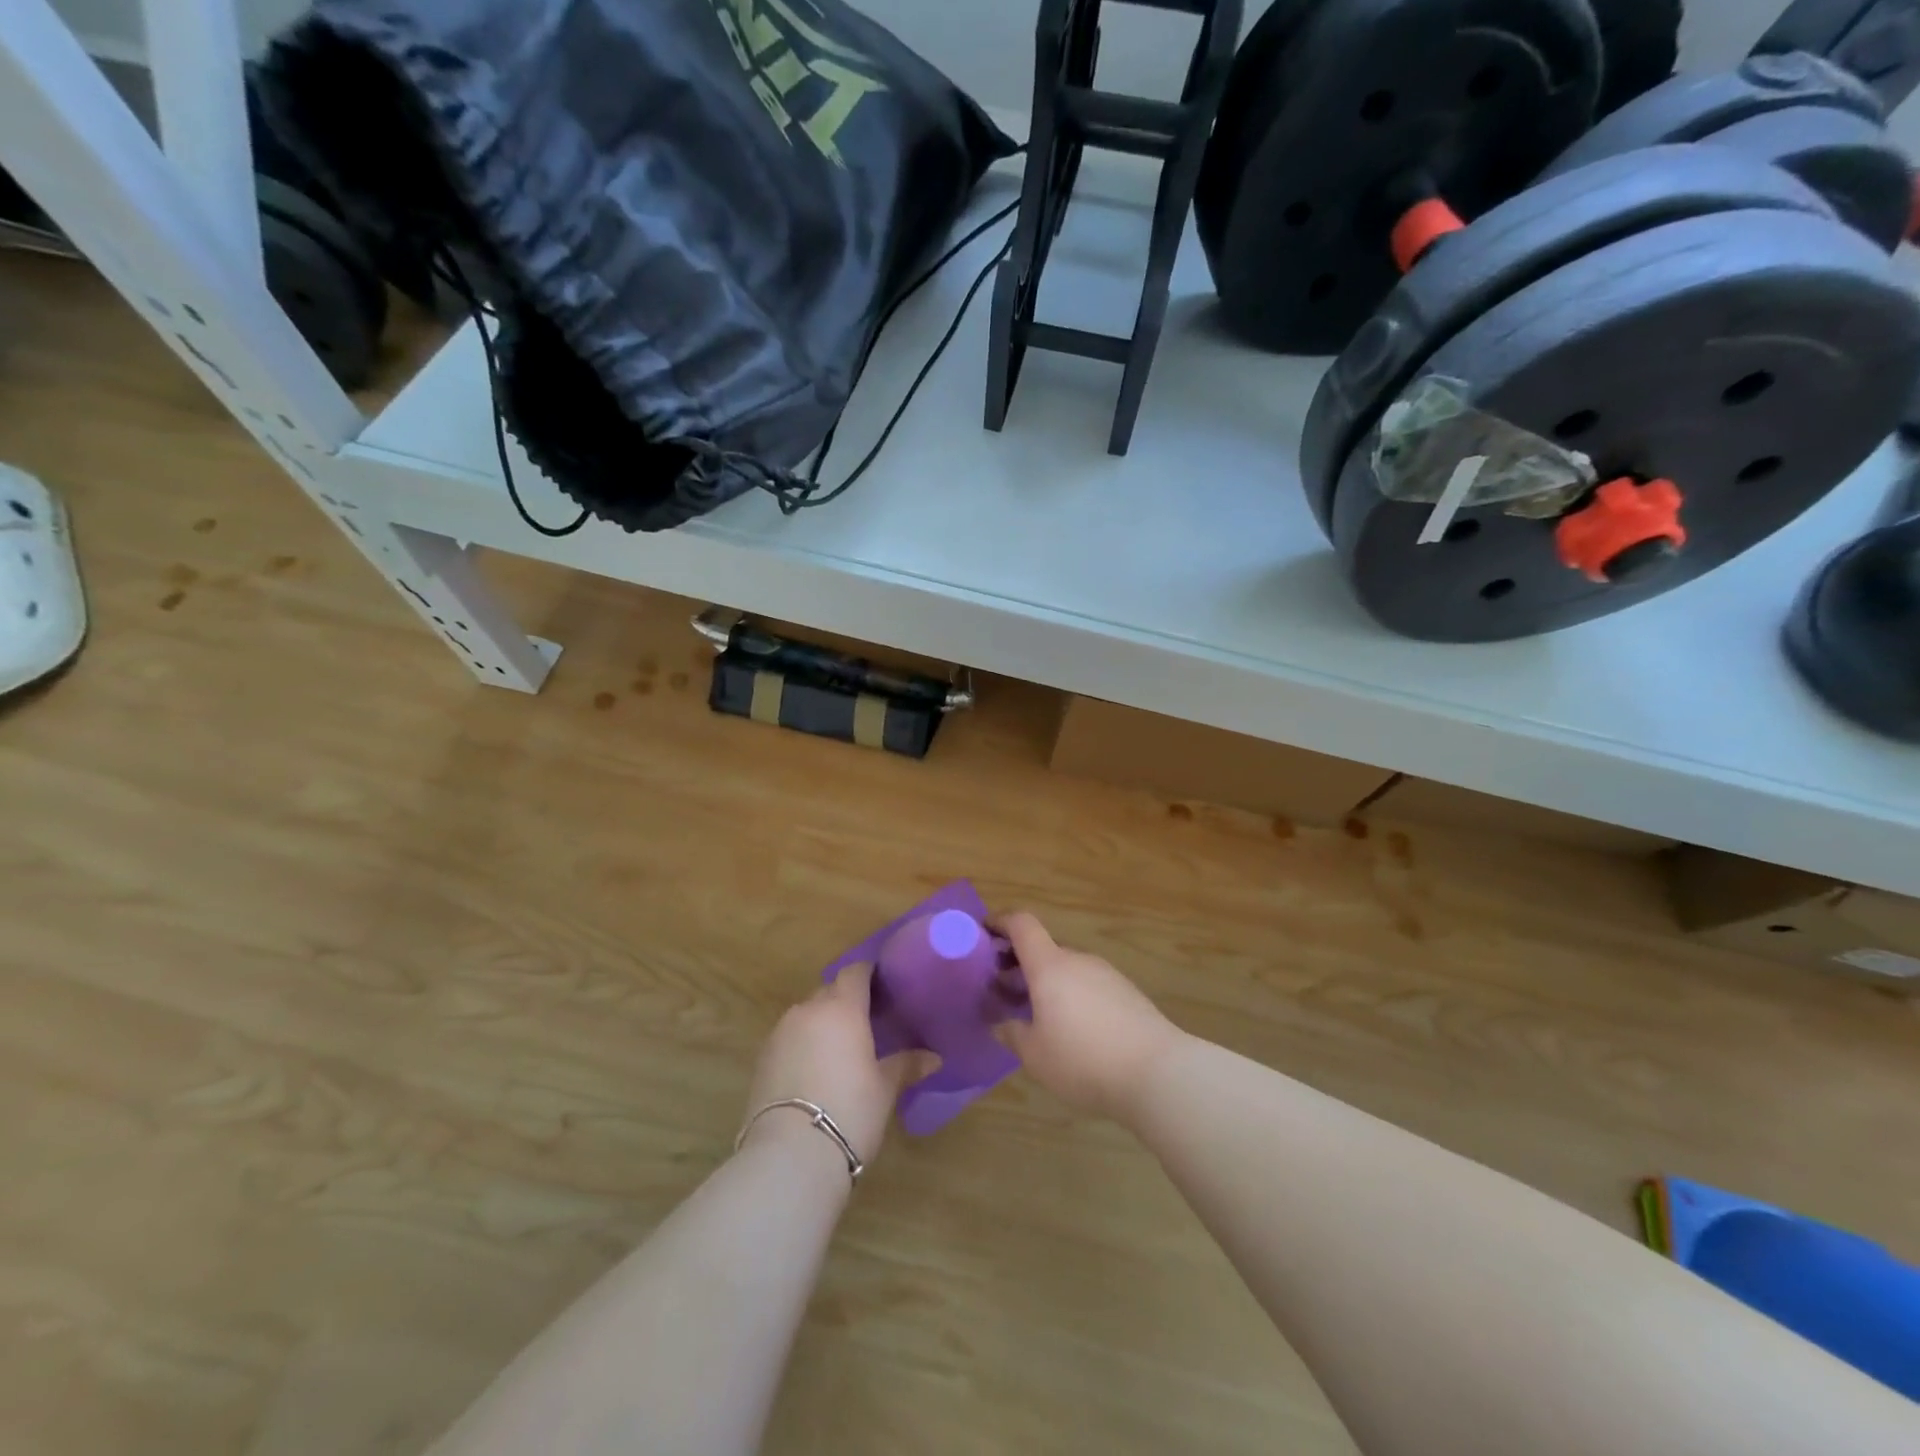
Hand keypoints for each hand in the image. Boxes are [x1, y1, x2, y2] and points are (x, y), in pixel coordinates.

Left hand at [741, 965, 931, 1167]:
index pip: (855, 972)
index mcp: (842, 1008)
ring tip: (841, 1048)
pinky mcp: (761, 1058)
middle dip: (846, 1000)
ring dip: (823, 1023)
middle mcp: (808, 1010)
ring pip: (806, 1014)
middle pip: (829, 991)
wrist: (790, 1155)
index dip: (868, 973)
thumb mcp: (885, 1089)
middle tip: (868, 1021)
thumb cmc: (849, 1111)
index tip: (883, 984)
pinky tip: (815, 1070)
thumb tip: (934, 1058)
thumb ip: (906, 1065)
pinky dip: (803, 1044)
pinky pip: (789, 1037)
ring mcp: (780, 1033)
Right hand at [993, 912, 1183, 1124]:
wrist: (1158, 1073)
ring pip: (1067, 969)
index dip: (1000, 922)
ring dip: (1047, 983)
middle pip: (1044, 948)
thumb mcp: (1035, 1055)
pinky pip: (1089, 985)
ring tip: (1037, 1016)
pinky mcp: (1128, 994)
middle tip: (1004, 991)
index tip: (984, 933)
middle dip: (1020, 964)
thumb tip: (1002, 1024)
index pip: (1022, 924)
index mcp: (1050, 966)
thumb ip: (1013, 1034)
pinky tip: (1073, 1031)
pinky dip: (1072, 996)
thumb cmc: (1084, 1060)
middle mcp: (1078, 960)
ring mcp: (1107, 975)